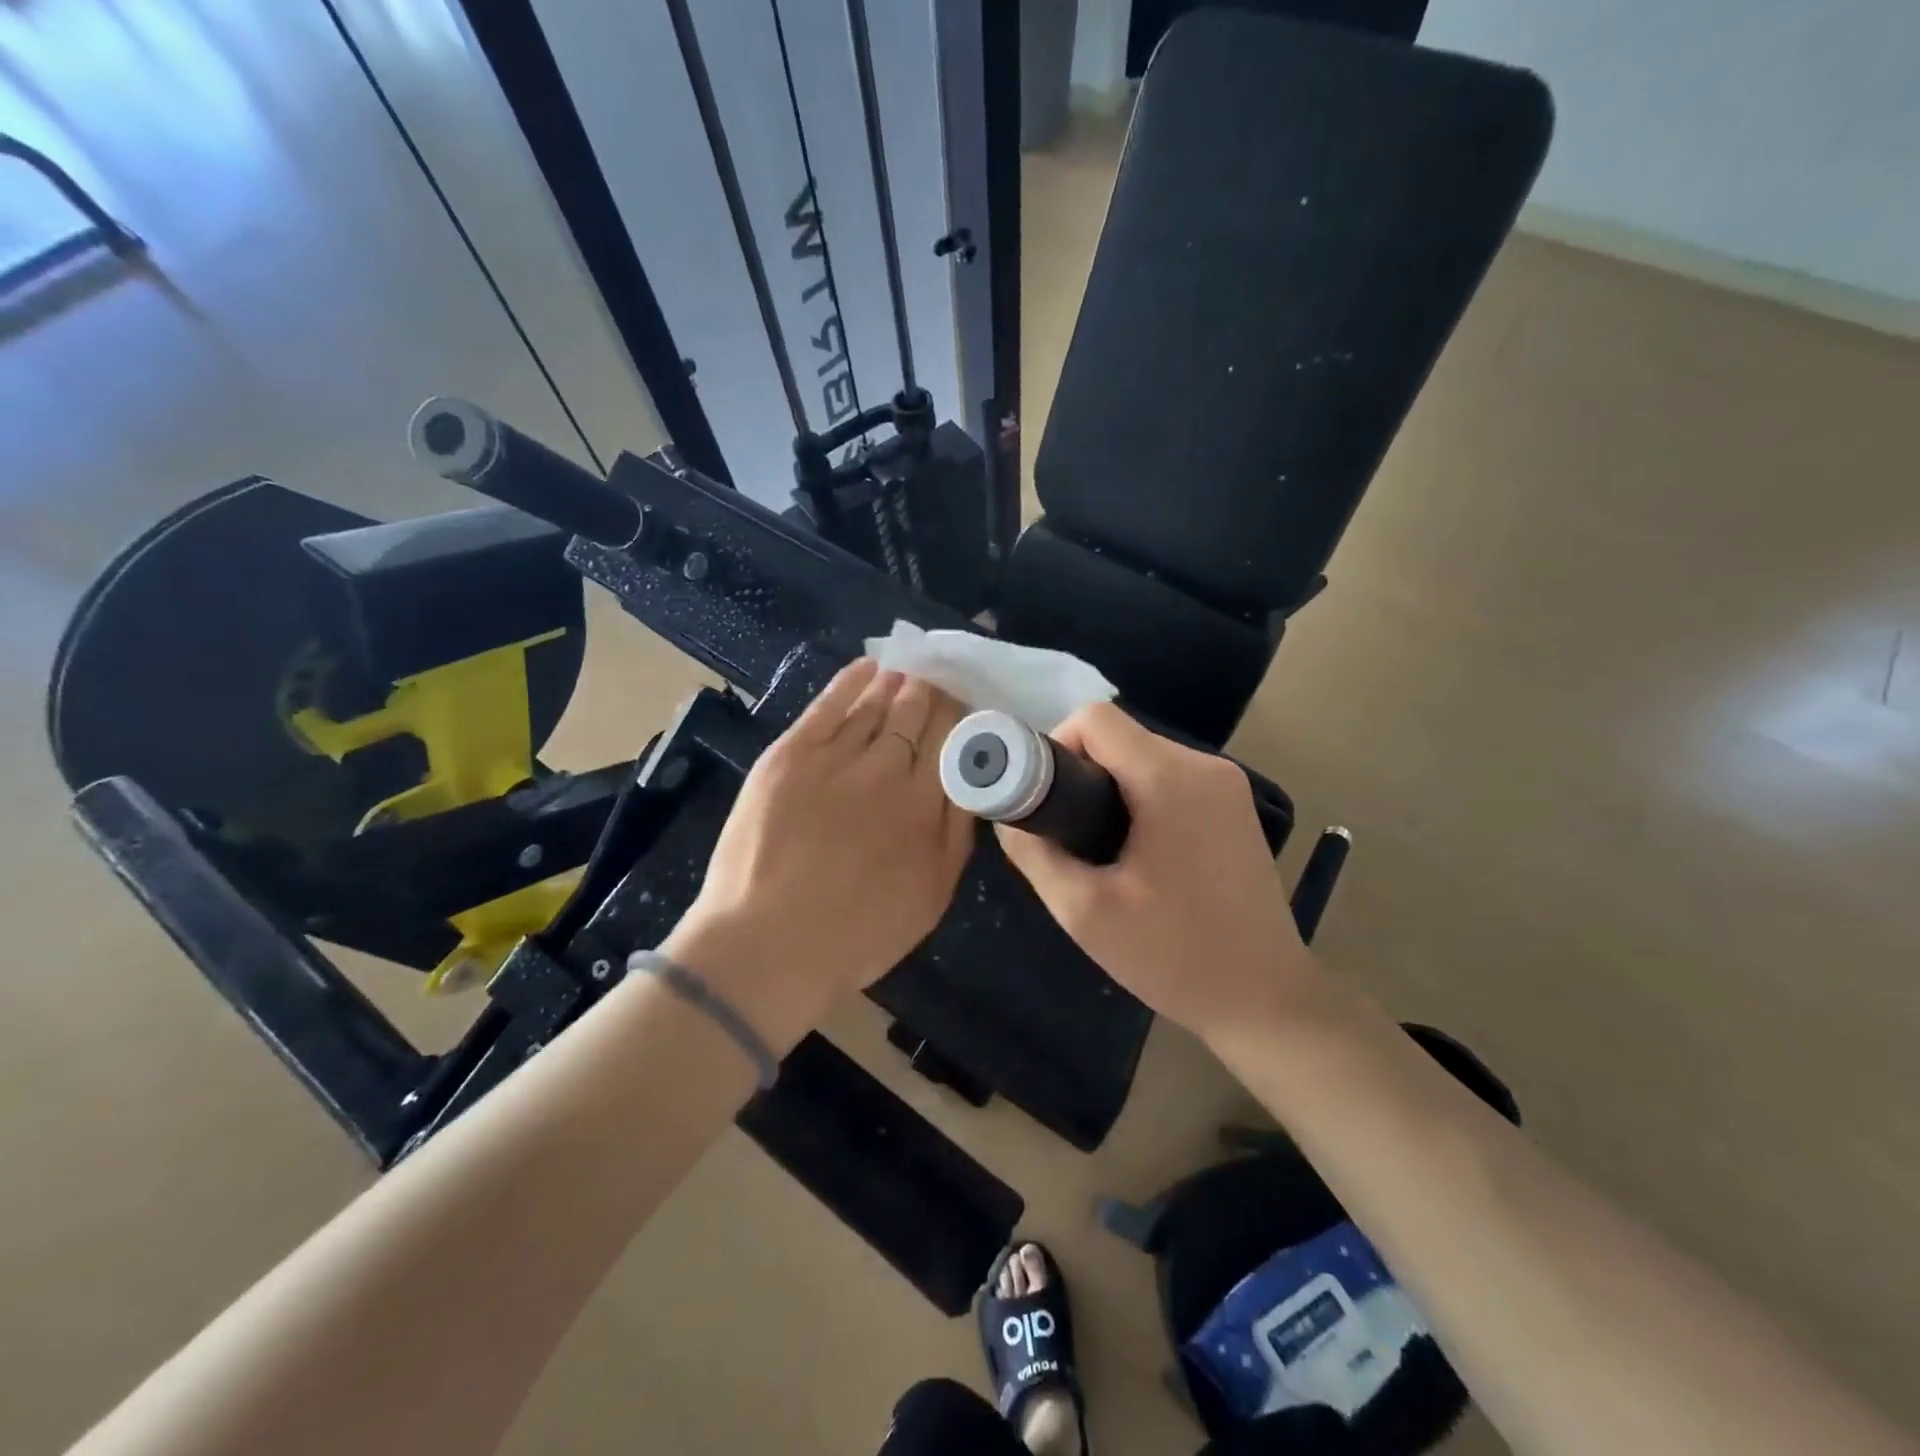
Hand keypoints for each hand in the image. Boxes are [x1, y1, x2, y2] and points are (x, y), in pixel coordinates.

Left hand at [664, 659, 972, 1042]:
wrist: (768, 945)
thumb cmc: (858, 934)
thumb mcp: (933, 895)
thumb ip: (958, 832)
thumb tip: (970, 778)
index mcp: (925, 805)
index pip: (950, 739)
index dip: (957, 715)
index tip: (960, 705)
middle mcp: (886, 770)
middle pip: (916, 713)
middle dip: (930, 693)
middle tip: (935, 681)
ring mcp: (835, 758)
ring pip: (875, 703)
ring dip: (896, 683)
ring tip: (907, 671)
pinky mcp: (790, 754)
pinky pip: (829, 703)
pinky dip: (852, 680)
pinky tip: (869, 667)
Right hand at [993, 703, 1315, 1041]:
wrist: (1265, 1000)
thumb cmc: (1172, 956)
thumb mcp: (1083, 911)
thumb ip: (1034, 852)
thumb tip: (1008, 817)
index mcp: (1169, 778)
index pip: (1094, 719)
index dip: (1055, 748)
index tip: (1048, 803)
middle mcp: (1205, 766)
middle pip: (1119, 737)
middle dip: (1081, 775)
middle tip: (1069, 836)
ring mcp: (1228, 785)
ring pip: (1143, 758)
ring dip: (1111, 790)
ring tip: (1103, 853)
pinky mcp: (1236, 808)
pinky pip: (1170, 780)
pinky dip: (1142, 800)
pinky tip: (1141, 856)